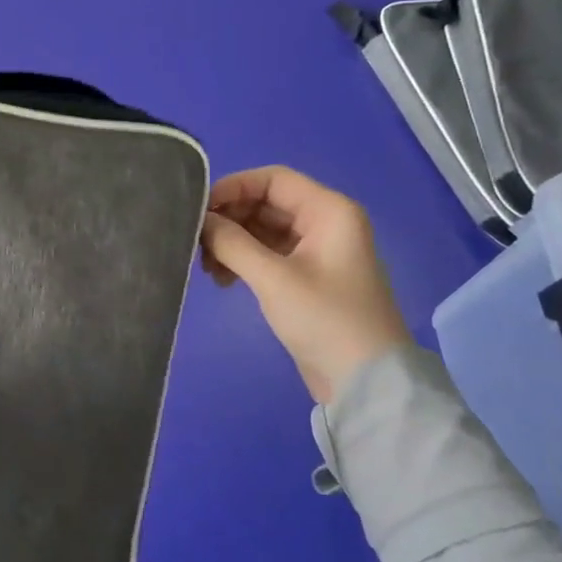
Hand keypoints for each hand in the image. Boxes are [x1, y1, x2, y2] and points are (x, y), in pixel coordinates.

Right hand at [199, 166, 410, 404]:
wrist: (365, 382)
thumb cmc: (325, 319)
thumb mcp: (273, 278)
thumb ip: (231, 242)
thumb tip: (199, 220)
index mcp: (329, 211)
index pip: (272, 179)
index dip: (232, 187)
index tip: (198, 209)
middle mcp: (324, 222)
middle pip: (265, 203)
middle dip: (228, 219)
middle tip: (196, 242)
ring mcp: (315, 250)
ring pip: (261, 228)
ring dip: (231, 242)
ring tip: (206, 266)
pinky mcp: (305, 276)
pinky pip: (266, 252)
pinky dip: (242, 260)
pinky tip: (222, 279)